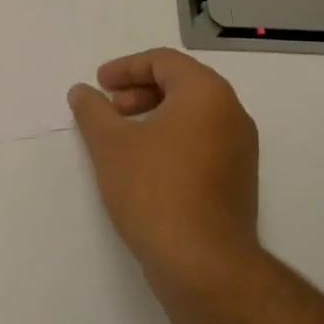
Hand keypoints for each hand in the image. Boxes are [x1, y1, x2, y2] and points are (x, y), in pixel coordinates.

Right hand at [68, 48, 260, 284]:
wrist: (202, 262)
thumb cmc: (154, 190)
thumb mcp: (110, 144)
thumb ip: (92, 110)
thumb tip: (82, 92)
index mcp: (207, 94)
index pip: (164, 61)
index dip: (126, 67)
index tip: (99, 85)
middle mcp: (232, 114)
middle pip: (182, 84)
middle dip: (140, 90)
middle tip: (109, 109)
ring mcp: (240, 149)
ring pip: (193, 115)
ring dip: (154, 116)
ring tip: (121, 138)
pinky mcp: (237, 179)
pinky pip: (202, 142)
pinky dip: (171, 140)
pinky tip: (144, 166)